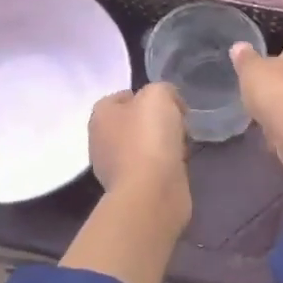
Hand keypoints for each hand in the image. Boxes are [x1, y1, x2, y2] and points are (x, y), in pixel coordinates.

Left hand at [67, 83, 190, 282]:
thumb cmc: (149, 138)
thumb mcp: (159, 95)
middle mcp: (101, 140)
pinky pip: (151, 168)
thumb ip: (162, 89)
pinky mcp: (131, 188)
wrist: (152, 192)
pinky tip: (177, 166)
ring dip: (163, 144)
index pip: (122, 96)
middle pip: (134, 122)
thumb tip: (169, 104)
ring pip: (143, 145)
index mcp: (101, 115)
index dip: (148, 96)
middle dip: (157, 122)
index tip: (171, 104)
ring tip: (182, 146)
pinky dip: (164, 166)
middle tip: (179, 124)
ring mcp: (114, 167)